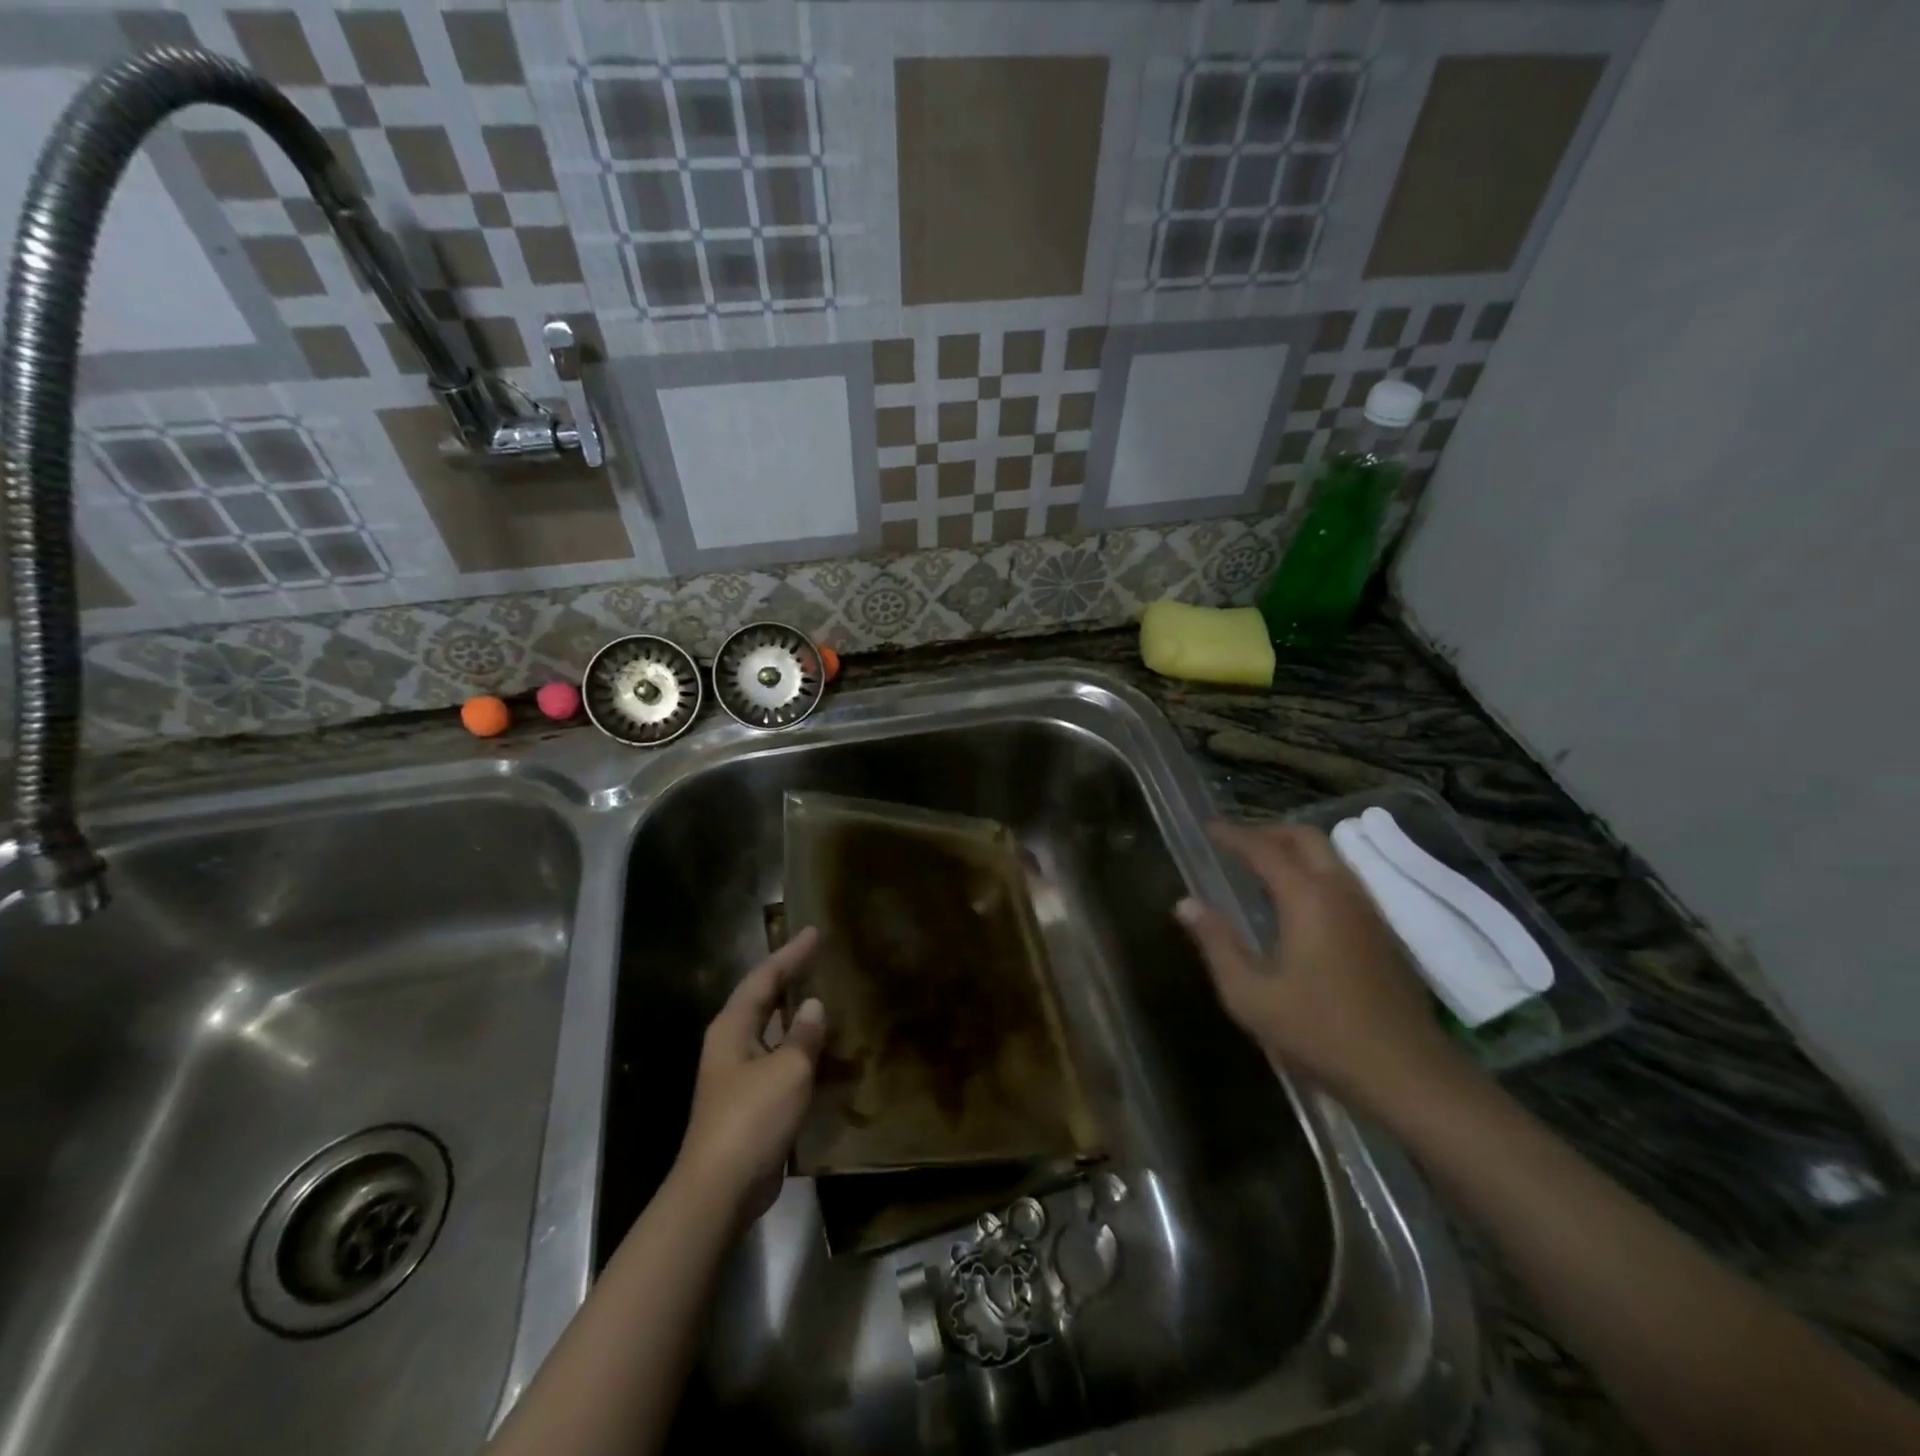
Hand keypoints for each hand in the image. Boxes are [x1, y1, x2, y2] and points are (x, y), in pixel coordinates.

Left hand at [674, 927, 826, 1223]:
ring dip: (796, 1014)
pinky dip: (800, 1048)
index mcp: (733, 1027)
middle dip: (790, 977)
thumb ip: (804, 1034)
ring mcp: (738, 1074)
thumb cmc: (752, 1118)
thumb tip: (813, 1006)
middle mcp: (731, 1043)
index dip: (791, 953)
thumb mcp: (788, 1069)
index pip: (764, 977)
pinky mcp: (750, 1101)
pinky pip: (779, 1060)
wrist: (720, 1189)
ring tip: (827, 995)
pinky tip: (824, 1049)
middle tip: (820, 957)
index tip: (815, 932)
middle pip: (763, 999)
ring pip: (771, 1030)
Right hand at [1175, 822, 1468, 1116]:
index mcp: (1307, 899)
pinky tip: (1298, 905)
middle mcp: (1341, 892)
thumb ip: (1217, 944)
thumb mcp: (1250, 996)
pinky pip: (1343, 881)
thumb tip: (1186, 904)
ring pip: (1330, 857)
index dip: (1233, 835)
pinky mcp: (1383, 934)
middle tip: (1236, 844)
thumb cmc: (1320, 1033)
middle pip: (1306, 838)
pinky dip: (1314, 873)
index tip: (1208, 829)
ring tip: (1262, 869)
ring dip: (1294, 851)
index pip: (1264, 849)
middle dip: (1268, 832)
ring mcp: (1368, 912)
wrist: (1408, 1076)